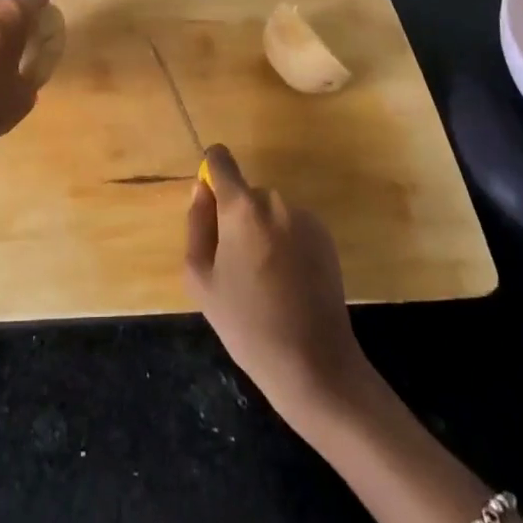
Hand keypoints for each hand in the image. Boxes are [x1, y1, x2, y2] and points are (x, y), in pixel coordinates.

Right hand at [184, 144, 368, 423]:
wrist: (313, 363)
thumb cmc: (246, 323)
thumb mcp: (201, 278)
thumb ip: (197, 224)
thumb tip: (202, 190)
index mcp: (241, 208)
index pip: (220, 160)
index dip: (210, 173)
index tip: (209, 202)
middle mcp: (275, 201)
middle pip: (245, 194)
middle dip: (236, 217)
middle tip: (234, 265)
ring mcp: (305, 218)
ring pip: (269, 212)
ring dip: (262, 231)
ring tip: (263, 280)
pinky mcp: (326, 237)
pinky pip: (293, 227)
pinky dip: (285, 243)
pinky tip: (288, 282)